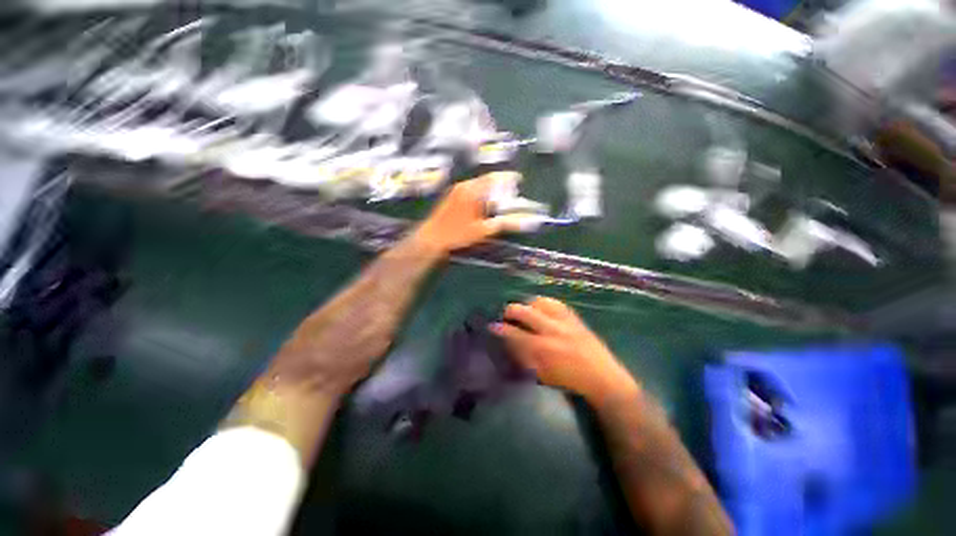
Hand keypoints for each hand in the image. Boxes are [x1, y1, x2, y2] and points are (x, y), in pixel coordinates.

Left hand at [413, 173, 524, 253]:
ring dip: (490, 188)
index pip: (495, 179)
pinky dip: (481, 192)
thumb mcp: (482, 231)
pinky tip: (483, 202)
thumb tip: (520, 222)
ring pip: (478, 184)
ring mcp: (456, 189)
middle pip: (487, 180)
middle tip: (511, 190)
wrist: (432, 237)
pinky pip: (471, 188)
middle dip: (500, 183)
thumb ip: (502, 224)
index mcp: (473, 191)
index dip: (508, 178)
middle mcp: (465, 186)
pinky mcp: (452, 195)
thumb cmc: (457, 233)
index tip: (519, 179)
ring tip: (500, 196)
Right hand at [490, 297, 639, 406]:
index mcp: (541, 349)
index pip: (513, 333)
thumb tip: (508, 342)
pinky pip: (554, 302)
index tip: (491, 326)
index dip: (499, 328)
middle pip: (523, 311)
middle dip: (510, 311)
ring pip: (538, 302)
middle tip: (506, 316)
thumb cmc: (568, 380)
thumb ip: (522, 357)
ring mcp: (564, 321)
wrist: (603, 378)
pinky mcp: (573, 316)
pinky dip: (543, 303)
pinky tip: (540, 308)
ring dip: (527, 305)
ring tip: (524, 311)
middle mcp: (551, 330)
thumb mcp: (541, 374)